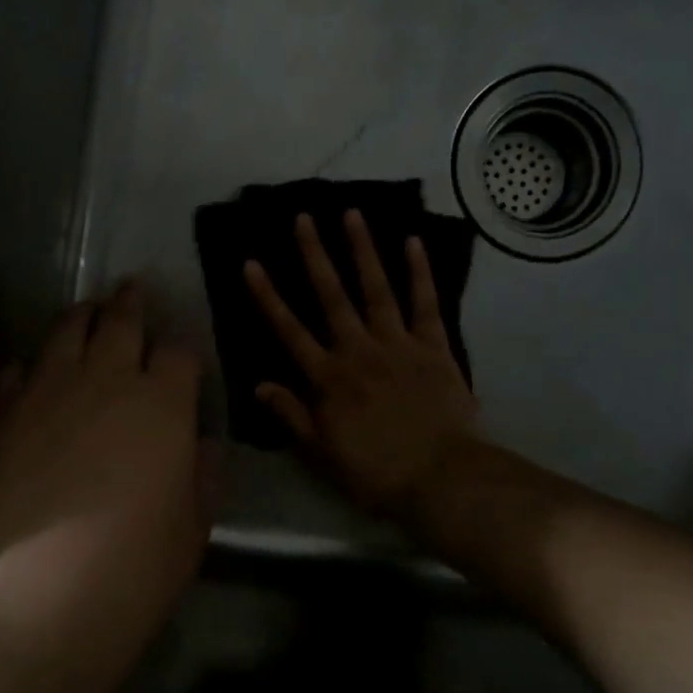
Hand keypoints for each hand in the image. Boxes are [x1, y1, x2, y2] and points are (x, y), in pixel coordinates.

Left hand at [0, 284, 207, 598]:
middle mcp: (106, 379)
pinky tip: (26, 376)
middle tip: (131, 289)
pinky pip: (11, 373)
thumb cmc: (137, 566)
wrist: (39, 594)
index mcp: (163, 402)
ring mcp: (46, 391)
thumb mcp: (193, 526)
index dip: (182, 352)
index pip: (179, 353)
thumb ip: (202, 476)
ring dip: (81, 317)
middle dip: (131, 303)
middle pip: (122, 321)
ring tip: (85, 312)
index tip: (179, 360)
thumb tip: (201, 445)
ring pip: (65, 332)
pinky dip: (24, 369)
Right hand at [244, 211, 479, 512]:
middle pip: (332, 297)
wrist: (441, 478)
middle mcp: (359, 351)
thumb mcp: (322, 453)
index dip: (268, 297)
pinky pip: (426, 304)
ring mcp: (398, 344)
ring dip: (363, 251)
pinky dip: (420, 272)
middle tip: (303, 217)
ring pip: (376, 289)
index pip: (290, 331)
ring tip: (352, 214)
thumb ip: (291, 415)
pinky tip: (412, 242)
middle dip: (315, 255)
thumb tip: (258, 385)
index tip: (251, 263)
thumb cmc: (376, 471)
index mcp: (329, 378)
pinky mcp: (434, 347)